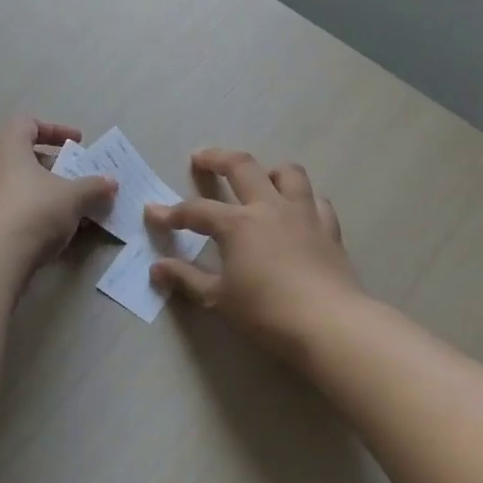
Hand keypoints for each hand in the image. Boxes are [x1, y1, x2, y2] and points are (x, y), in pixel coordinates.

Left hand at [0, 115, 117, 273]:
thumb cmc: (32, 211)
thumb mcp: (73, 197)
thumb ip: (93, 187)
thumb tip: (111, 183)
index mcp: (5, 144)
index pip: (28, 123)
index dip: (55, 130)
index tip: (78, 142)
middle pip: (19, 154)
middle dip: (49, 165)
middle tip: (72, 177)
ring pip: (11, 182)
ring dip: (38, 191)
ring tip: (64, 207)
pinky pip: (3, 206)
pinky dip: (24, 211)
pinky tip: (45, 230)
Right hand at [146, 150, 361, 354]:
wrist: (328, 323)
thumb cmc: (266, 311)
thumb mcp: (218, 298)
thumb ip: (186, 278)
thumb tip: (157, 268)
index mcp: (237, 224)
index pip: (196, 211)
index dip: (171, 212)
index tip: (153, 212)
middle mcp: (269, 208)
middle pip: (241, 167)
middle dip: (216, 158)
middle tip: (201, 158)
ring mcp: (303, 214)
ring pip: (287, 174)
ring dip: (269, 171)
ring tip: (259, 180)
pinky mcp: (329, 229)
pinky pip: (316, 202)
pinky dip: (303, 201)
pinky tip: (298, 214)